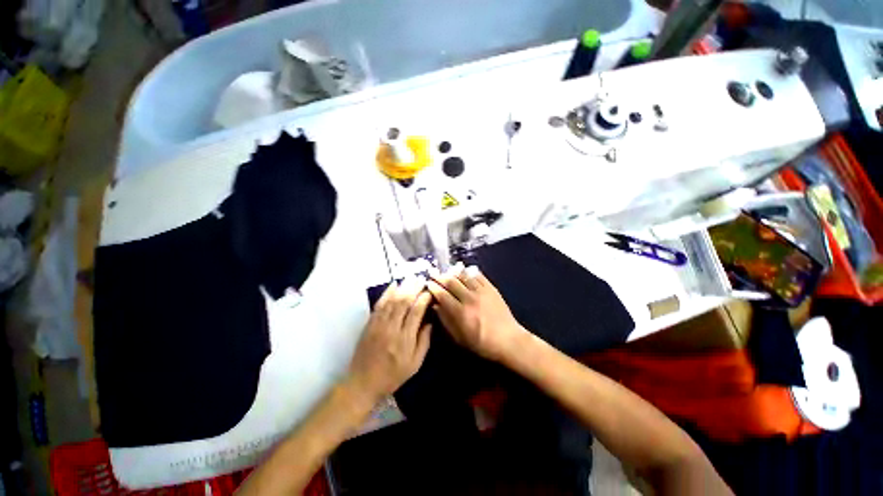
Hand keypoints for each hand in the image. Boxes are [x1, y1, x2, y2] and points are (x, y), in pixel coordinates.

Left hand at [346, 279, 432, 404]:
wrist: (363, 382)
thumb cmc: (393, 376)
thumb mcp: (415, 364)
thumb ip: (424, 341)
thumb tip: (430, 321)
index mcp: (405, 340)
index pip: (416, 312)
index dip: (423, 299)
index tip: (429, 292)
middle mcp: (391, 329)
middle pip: (403, 303)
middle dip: (414, 288)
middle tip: (422, 279)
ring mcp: (378, 325)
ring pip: (391, 301)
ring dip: (402, 287)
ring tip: (411, 278)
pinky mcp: (369, 324)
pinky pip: (379, 305)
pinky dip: (386, 293)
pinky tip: (393, 285)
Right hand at [427, 265, 524, 361]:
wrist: (508, 340)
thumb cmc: (481, 343)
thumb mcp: (459, 337)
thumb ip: (445, 320)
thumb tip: (435, 305)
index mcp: (460, 312)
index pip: (442, 294)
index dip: (433, 287)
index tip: (427, 283)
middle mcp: (469, 298)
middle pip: (451, 282)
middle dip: (440, 276)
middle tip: (433, 274)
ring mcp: (481, 291)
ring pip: (464, 276)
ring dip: (453, 272)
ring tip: (447, 271)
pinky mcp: (491, 288)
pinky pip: (478, 275)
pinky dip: (469, 272)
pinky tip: (465, 271)